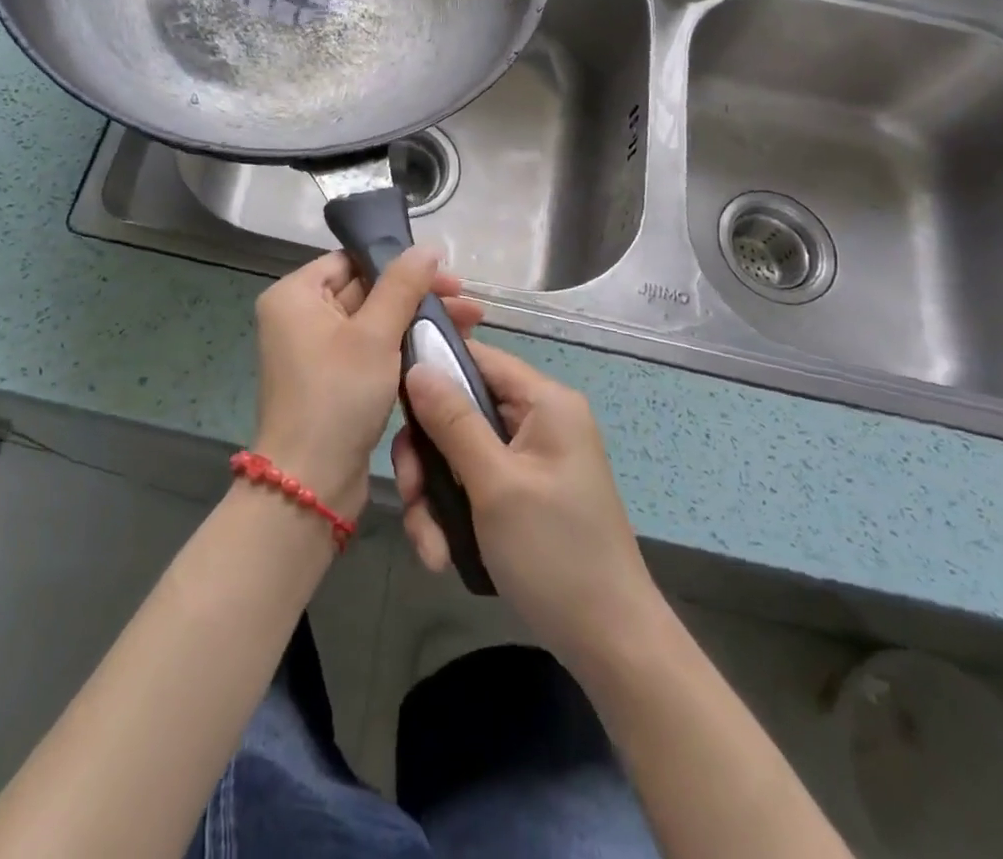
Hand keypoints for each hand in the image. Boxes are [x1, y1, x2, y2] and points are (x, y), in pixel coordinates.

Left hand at [253, 249, 481, 521]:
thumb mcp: (375, 335)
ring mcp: (314, 350)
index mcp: (295, 295)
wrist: (311, 482)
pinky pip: (369, 350)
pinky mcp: (331, 380)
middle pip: (366, 290)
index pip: (351, 261)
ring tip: (469, 325)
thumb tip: (427, 247)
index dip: (400, 264)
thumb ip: (402, 286)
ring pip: (373, 322)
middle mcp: (299, 316)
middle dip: (417, 297)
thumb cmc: (338, 395)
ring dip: (416, 322)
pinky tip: (442, 350)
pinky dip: (401, 348)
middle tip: (468, 305)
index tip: (447, 277)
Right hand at [393, 342, 660, 675]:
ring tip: (430, 546)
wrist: (610, 646)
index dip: (431, 369)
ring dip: (434, 497)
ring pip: (457, 453)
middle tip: (411, 495)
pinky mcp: (520, 494)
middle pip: (459, 410)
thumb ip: (453, 421)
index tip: (391, 400)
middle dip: (427, 457)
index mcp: (544, 402)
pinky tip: (442, 555)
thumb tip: (416, 366)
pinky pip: (472, 484)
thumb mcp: (496, 484)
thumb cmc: (555, 553)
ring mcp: (529, 460)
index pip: (477, 357)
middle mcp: (537, 421)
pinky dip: (452, 516)